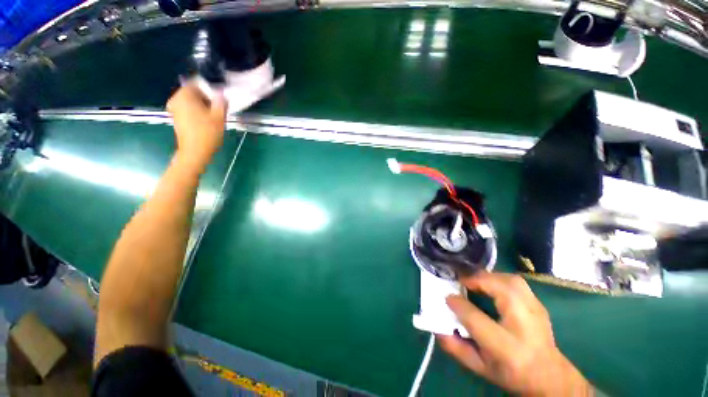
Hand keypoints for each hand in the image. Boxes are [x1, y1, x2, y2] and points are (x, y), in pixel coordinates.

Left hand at [166, 84, 227, 169]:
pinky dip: (196, 112)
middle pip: (194, 93)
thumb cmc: (207, 133)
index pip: (198, 84)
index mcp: (185, 95)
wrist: (194, 151)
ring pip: (191, 102)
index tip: (219, 101)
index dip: (210, 91)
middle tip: (218, 110)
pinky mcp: (175, 118)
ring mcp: (174, 109)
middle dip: (206, 99)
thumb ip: (221, 102)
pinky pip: (188, 109)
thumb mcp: (219, 116)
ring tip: (213, 117)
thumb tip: (221, 93)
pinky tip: (205, 122)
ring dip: (202, 107)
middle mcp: (176, 99)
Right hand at [439, 272, 591, 395]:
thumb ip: (456, 348)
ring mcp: (536, 312)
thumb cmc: (511, 373)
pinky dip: (499, 278)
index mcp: (506, 348)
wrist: (550, 377)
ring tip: (474, 281)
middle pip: (501, 290)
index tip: (447, 297)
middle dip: (476, 280)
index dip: (458, 304)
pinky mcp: (539, 304)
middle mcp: (524, 326)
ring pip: (511, 280)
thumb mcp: (479, 367)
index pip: (476, 319)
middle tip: (461, 281)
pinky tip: (490, 285)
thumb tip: (437, 327)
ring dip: (488, 276)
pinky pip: (517, 282)